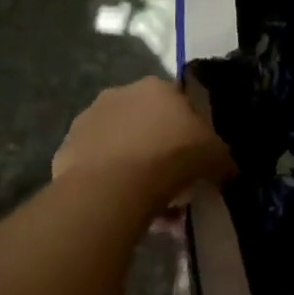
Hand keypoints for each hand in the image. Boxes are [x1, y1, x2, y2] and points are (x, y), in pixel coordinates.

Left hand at [53, 78, 233, 209]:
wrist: (112, 188)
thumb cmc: (170, 158)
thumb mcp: (214, 156)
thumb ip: (222, 158)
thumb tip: (227, 168)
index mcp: (157, 87)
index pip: (178, 102)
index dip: (189, 131)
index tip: (194, 158)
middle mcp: (120, 94)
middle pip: (146, 123)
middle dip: (159, 149)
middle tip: (173, 183)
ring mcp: (88, 120)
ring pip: (119, 145)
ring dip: (133, 167)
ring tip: (147, 205)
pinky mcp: (66, 150)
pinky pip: (96, 167)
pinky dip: (108, 183)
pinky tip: (121, 208)